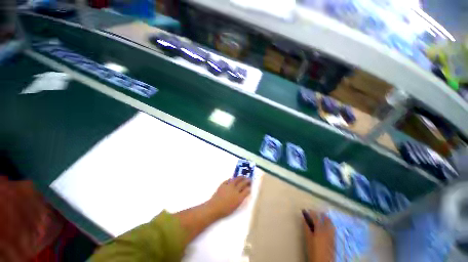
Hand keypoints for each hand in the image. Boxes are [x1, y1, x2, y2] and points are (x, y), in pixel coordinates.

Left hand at [207, 176, 251, 218]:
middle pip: (243, 183)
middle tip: (249, 179)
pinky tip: (232, 179)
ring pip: (237, 179)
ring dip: (240, 177)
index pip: (246, 190)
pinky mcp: (223, 184)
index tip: (250, 186)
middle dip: (247, 180)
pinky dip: (231, 179)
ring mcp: (229, 186)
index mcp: (239, 197)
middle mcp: (235, 190)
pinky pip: (229, 180)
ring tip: (242, 177)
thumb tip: (244, 193)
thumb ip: (240, 198)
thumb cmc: (225, 210)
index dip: (249, 187)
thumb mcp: (235, 206)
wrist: (214, 207)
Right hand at [303, 210, 334, 261]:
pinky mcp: (334, 239)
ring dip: (326, 218)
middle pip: (326, 219)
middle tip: (315, 212)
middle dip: (321, 214)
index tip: (307, 210)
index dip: (312, 212)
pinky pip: (332, 228)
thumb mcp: (308, 239)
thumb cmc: (313, 250)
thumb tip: (303, 219)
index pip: (316, 217)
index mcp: (320, 229)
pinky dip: (329, 224)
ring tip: (321, 217)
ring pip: (331, 223)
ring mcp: (332, 235)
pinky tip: (326, 225)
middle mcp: (327, 231)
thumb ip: (306, 228)